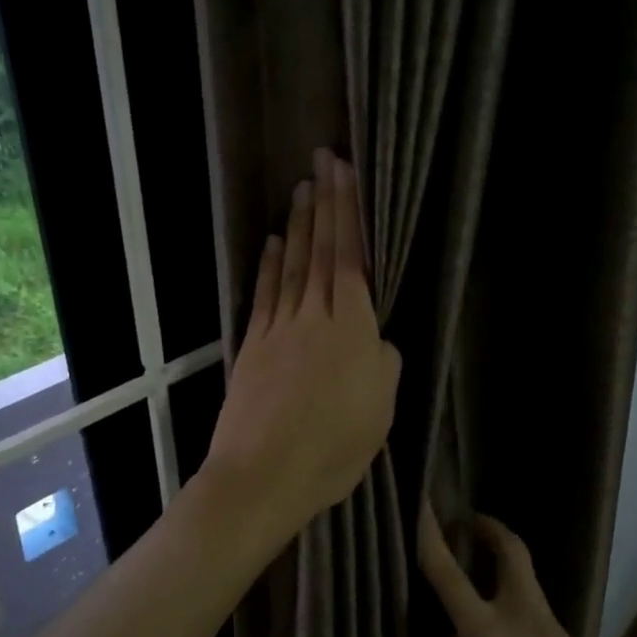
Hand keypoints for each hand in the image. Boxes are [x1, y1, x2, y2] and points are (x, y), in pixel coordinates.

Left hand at [198, 150, 400, 550]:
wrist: (263, 474)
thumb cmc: (333, 449)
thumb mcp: (381, 412)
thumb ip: (383, 366)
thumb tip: (377, 341)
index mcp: (353, 330)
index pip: (352, 259)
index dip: (349, 214)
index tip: (345, 175)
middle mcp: (315, 318)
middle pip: (320, 252)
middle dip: (324, 204)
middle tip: (322, 161)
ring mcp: (278, 330)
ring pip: (292, 267)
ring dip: (298, 226)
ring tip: (301, 190)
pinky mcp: (252, 347)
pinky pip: (265, 296)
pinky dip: (269, 267)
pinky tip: (274, 244)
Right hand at [419, 505, 617, 636]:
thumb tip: (460, 630)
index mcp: (486, 633)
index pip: (449, 574)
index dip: (431, 536)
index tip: (422, 506)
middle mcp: (521, 616)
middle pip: (511, 551)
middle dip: (492, 529)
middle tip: (472, 524)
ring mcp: (552, 625)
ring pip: (526, 581)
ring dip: (505, 572)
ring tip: (485, 588)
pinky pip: (537, 613)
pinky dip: (518, 611)